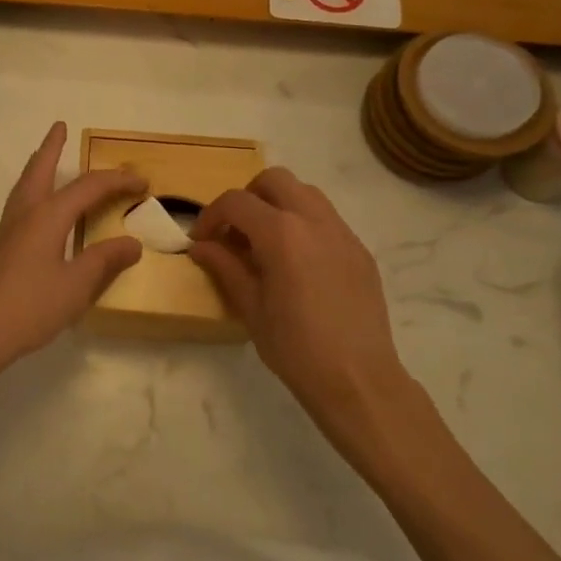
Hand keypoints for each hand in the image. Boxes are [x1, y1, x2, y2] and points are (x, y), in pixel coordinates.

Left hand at [0, 123, 144, 387]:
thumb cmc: (28, 307)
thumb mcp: (76, 286)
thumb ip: (104, 261)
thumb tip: (133, 242)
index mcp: (47, 216)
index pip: (88, 187)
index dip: (117, 181)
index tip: (142, 181)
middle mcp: (25, 214)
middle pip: (39, 170)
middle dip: (52, 147)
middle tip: (60, 127)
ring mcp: (8, 231)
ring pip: (25, 186)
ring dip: (38, 166)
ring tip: (47, 158)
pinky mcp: (0, 249)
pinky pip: (21, 205)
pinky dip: (33, 191)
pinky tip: (38, 211)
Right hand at [188, 167, 410, 421]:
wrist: (358, 380)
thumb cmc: (295, 348)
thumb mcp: (249, 307)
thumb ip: (224, 266)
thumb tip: (200, 246)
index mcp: (282, 233)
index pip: (236, 202)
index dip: (211, 216)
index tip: (201, 240)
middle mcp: (314, 220)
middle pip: (274, 180)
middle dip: (248, 197)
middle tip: (235, 232)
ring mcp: (342, 233)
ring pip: (305, 193)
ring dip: (278, 205)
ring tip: (265, 242)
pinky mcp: (360, 250)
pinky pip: (326, 219)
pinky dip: (303, 224)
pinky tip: (297, 263)